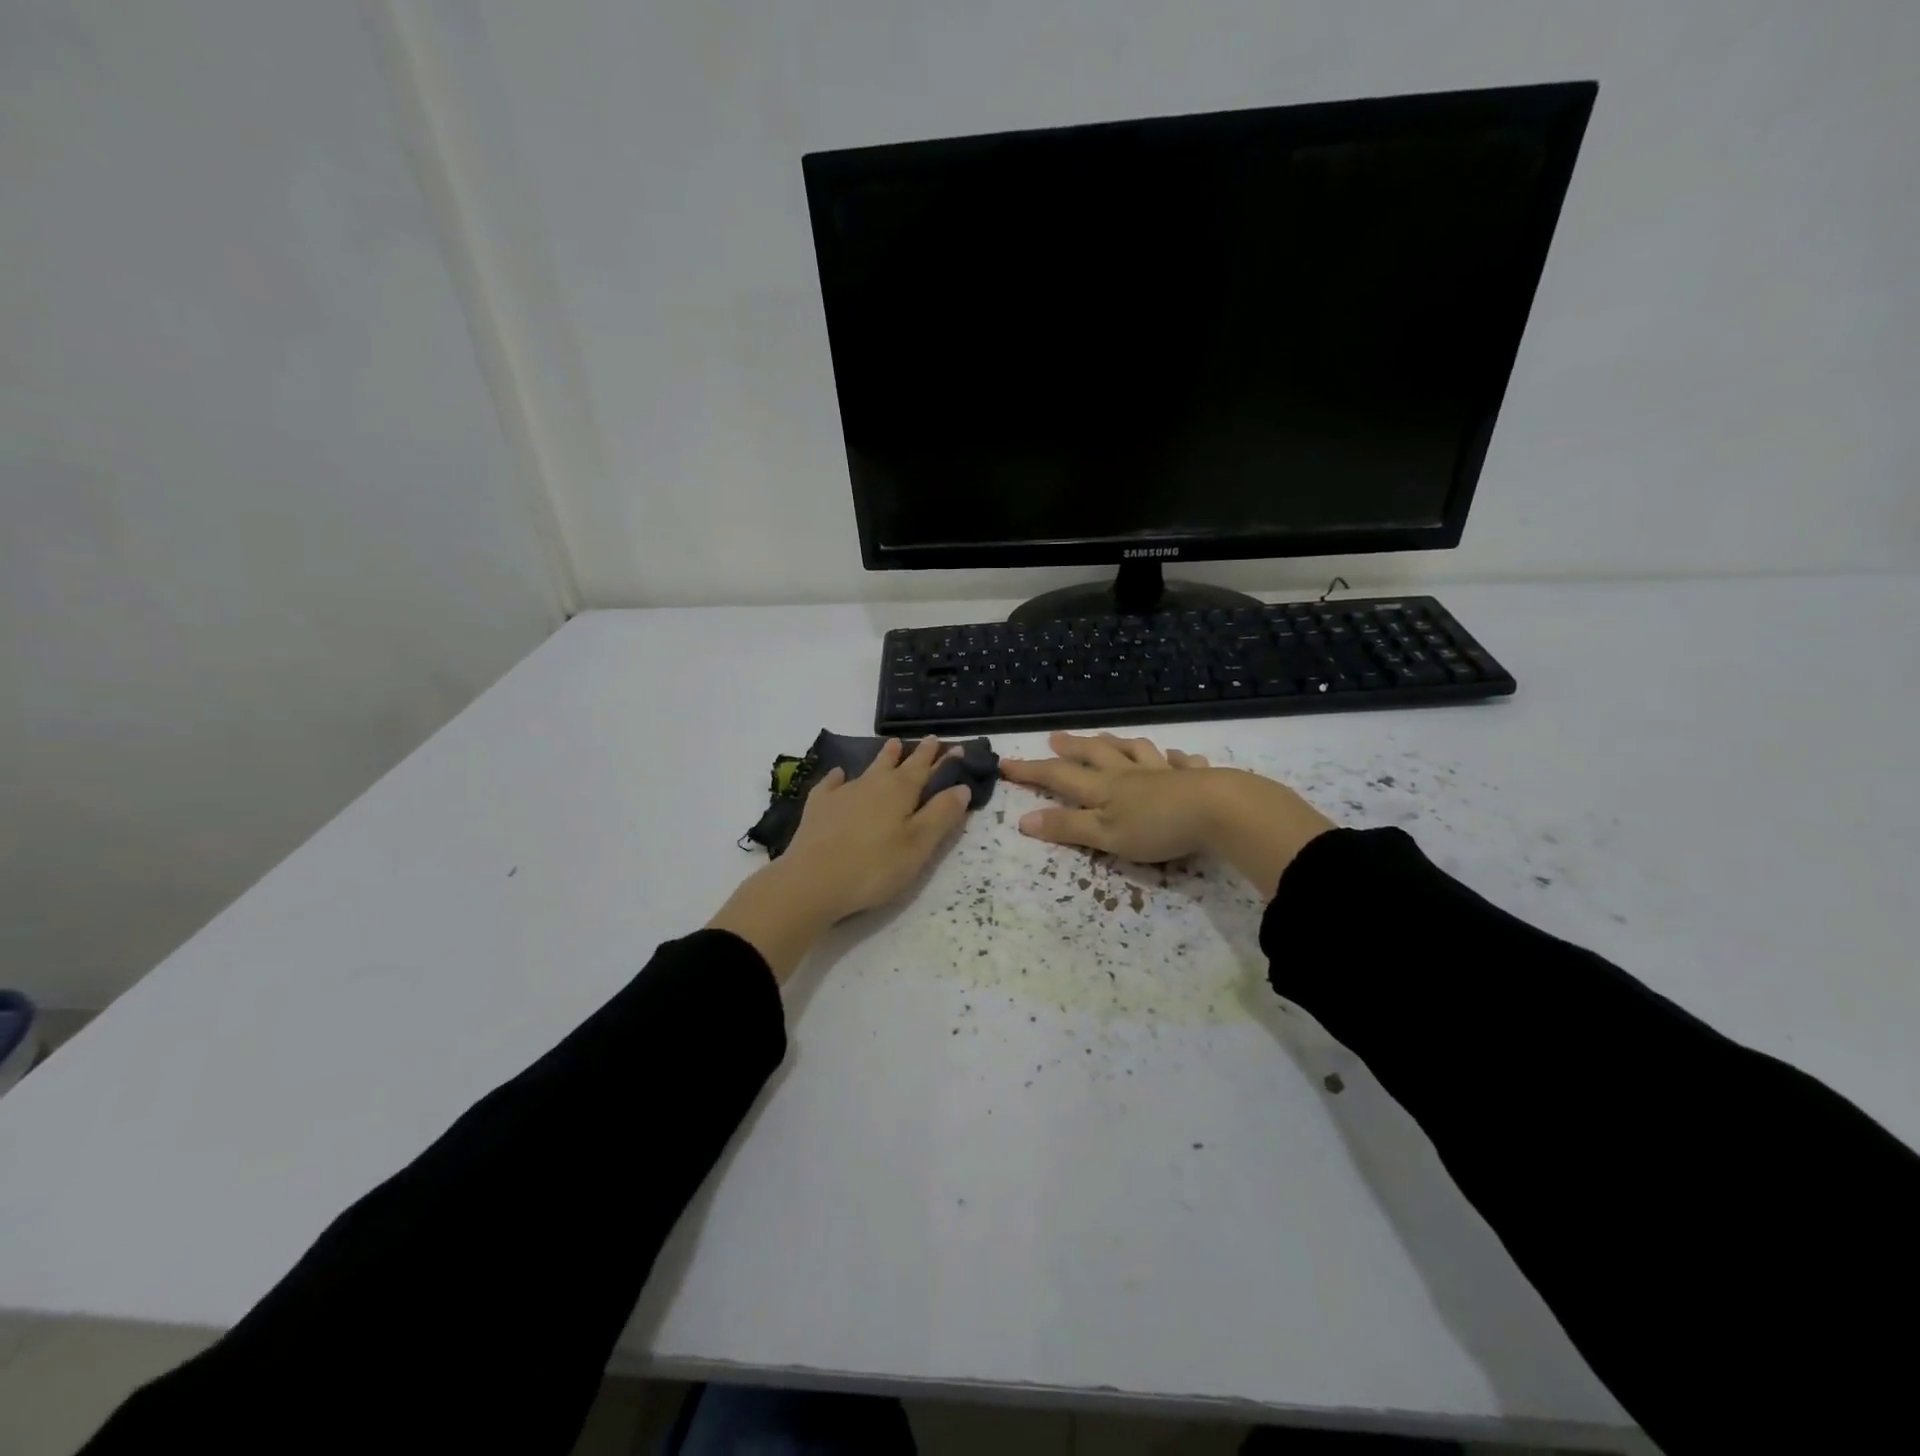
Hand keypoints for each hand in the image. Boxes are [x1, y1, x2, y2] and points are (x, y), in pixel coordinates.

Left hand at [709, 737, 971, 980]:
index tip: (956, 748)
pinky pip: (831, 784)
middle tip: (928, 740)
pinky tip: (838, 775)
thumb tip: (962, 786)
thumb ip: (941, 815)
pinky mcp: (818, 807)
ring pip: (868, 769)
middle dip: (915, 753)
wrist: (811, 881)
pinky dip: (838, 777)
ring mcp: (843, 793)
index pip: (926, 768)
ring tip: (891, 745)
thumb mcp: (918, 846)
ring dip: (883, 758)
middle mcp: (873, 783)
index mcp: (901, 791)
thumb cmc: (874, 867)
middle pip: (898, 763)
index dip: (942, 759)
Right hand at [1000, 732, 1335, 894]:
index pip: (1059, 776)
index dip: (1031, 771)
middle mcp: (1129, 773)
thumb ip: (1068, 827)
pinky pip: (1180, 762)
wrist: (1220, 811)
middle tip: (1055, 738)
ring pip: (1135, 750)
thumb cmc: (1157, 827)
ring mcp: (1164, 771)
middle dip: (1072, 748)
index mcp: (1104, 788)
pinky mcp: (1195, 776)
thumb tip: (1024, 820)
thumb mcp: (1105, 835)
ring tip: (1108, 738)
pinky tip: (1176, 757)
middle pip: (1096, 754)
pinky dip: (1173, 758)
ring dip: (1117, 743)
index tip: (1006, 764)